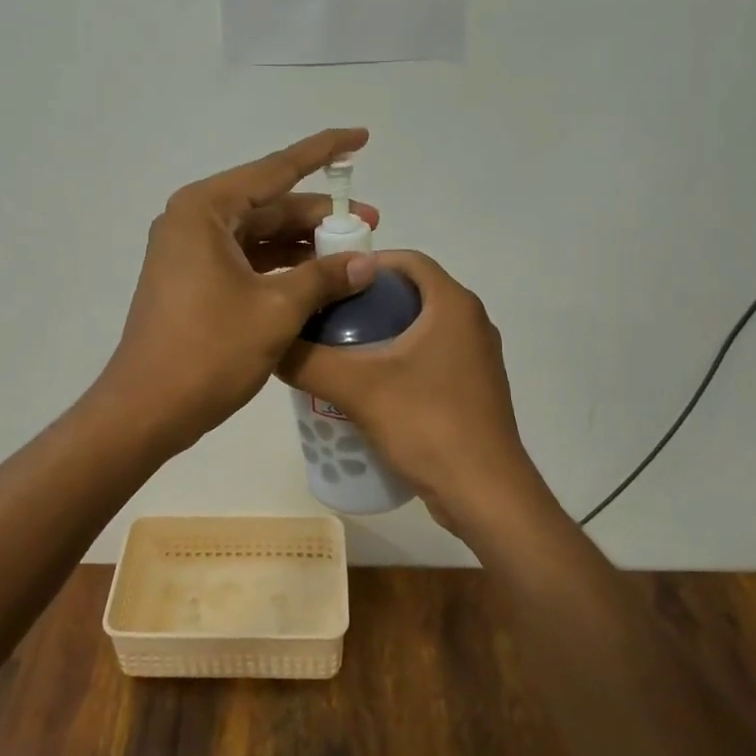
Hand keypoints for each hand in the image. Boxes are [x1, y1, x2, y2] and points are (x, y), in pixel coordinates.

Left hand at [94, 129, 380, 455]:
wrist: (146, 409)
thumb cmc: (209, 351)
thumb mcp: (277, 310)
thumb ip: (325, 277)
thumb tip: (368, 262)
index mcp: (206, 209)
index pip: (276, 169)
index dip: (323, 151)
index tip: (361, 137)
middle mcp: (193, 219)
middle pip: (269, 204)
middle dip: (319, 214)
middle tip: (370, 225)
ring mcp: (190, 251)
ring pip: (258, 234)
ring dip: (302, 242)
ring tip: (351, 254)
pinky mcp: (192, 279)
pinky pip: (246, 259)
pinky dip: (281, 266)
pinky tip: (317, 278)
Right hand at [279, 250, 553, 542]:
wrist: (485, 495)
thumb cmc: (428, 425)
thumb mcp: (357, 389)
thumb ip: (308, 361)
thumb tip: (270, 343)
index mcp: (454, 305)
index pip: (408, 260)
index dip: (367, 263)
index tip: (329, 281)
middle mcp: (472, 323)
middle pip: (412, 294)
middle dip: (368, 301)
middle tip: (325, 317)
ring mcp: (476, 359)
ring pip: (421, 328)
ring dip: (382, 333)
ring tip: (339, 352)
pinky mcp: (474, 390)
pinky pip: (431, 358)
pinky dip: (400, 360)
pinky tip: (368, 387)